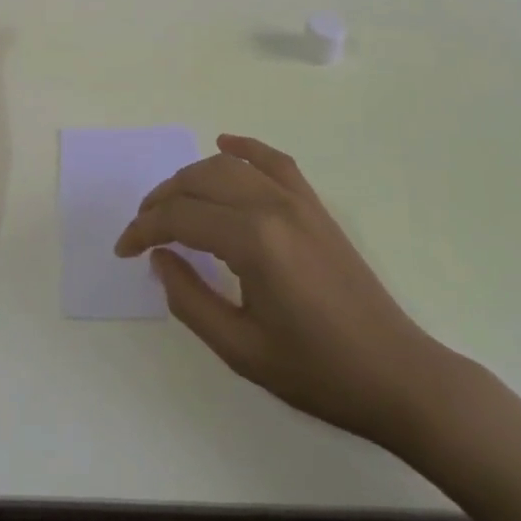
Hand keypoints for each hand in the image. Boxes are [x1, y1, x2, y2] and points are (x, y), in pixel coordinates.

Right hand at [115, 134, 455, 452]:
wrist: (397, 376)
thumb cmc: (318, 372)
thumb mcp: (241, 349)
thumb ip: (190, 300)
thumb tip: (160, 258)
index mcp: (253, 241)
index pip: (181, 218)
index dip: (144, 230)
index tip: (123, 250)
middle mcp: (272, 206)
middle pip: (199, 182)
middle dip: (161, 200)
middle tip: (142, 230)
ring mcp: (297, 200)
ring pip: (229, 166)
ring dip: (191, 177)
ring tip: (170, 202)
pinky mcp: (315, 206)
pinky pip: (274, 160)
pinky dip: (245, 148)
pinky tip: (225, 144)